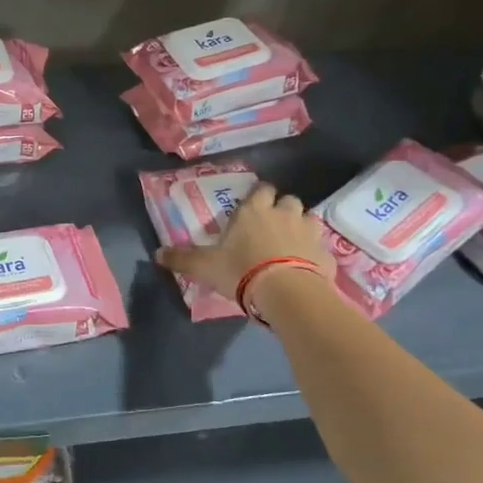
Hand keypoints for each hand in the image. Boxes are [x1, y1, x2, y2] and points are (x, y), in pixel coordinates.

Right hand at [155, 181, 335, 301]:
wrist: (286, 292)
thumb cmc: (241, 270)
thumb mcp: (205, 267)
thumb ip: (182, 259)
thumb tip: (156, 254)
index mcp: (254, 211)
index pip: (261, 190)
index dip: (259, 196)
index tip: (252, 207)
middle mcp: (284, 214)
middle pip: (288, 200)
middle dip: (282, 209)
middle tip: (271, 226)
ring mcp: (308, 233)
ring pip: (308, 219)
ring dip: (301, 227)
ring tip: (290, 244)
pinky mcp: (326, 254)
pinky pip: (321, 248)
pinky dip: (314, 254)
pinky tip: (306, 267)